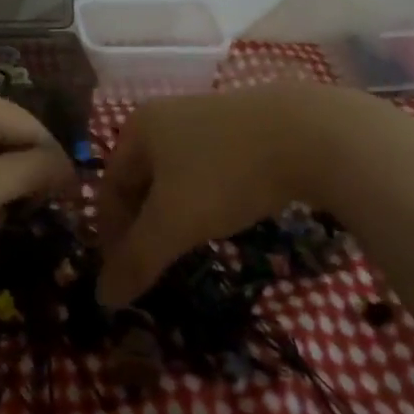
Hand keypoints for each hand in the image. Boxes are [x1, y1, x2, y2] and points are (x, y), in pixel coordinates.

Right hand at [95, 83, 405, 305]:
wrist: (310, 134)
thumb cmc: (225, 175)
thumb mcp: (174, 223)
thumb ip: (137, 261)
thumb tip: (103, 298)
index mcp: (140, 128)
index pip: (110, 187)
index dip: (110, 235)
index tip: (124, 274)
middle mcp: (167, 115)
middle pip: (142, 180)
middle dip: (143, 224)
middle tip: (154, 264)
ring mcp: (209, 115)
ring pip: (178, 175)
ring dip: (175, 213)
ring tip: (188, 245)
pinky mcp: (247, 125)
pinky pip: (210, 168)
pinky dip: (206, 197)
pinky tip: (224, 217)